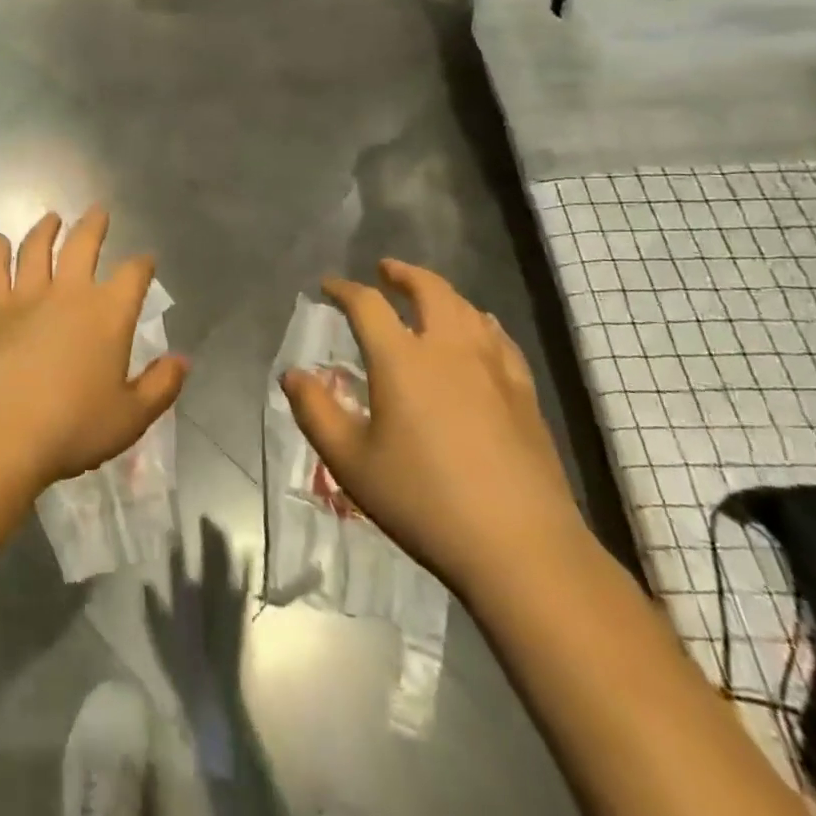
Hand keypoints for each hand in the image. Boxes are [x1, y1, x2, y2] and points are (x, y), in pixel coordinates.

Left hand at [0, 206, 188, 491]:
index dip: (142, 264)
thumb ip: (161, 386)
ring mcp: (26, 298)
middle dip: (93, 226)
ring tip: (51, 218)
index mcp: (108, 314)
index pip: (132, 276)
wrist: (1, 431)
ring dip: (45, 230)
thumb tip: (183, 360)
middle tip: (98, 211)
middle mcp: (69, 294)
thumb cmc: (73, 427)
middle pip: (83, 247)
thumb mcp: (131, 416)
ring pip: (36, 250)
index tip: (147, 259)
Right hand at [280, 261, 584, 597]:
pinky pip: (498, 338)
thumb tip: (292, 375)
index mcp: (401, 359)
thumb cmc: (423, 500)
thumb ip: (315, 411)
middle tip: (385, 269)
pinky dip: (478, 321)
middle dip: (403, 274)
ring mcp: (493, 367)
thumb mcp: (350, 462)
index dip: (343, 290)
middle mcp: (448, 348)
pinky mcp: (523, 392)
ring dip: (441, 292)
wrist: (520, 546)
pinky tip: (479, 333)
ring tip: (427, 295)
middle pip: (428, 290)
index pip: (366, 305)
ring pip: (467, 308)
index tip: (328, 287)